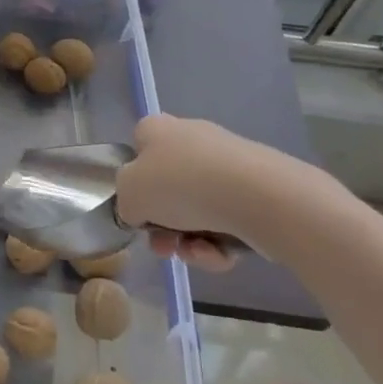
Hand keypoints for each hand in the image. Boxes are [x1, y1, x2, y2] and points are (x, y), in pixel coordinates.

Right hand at [116, 113, 326, 266]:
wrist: (258, 196)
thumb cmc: (180, 185)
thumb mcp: (129, 194)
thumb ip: (125, 202)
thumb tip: (139, 209)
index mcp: (157, 129)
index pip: (137, 150)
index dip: (134, 181)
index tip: (138, 209)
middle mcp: (191, 138)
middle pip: (167, 188)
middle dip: (163, 225)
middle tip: (164, 246)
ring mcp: (226, 164)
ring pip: (196, 210)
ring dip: (190, 240)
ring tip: (196, 253)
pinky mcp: (256, 189)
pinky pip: (226, 220)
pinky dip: (219, 242)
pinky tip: (221, 253)